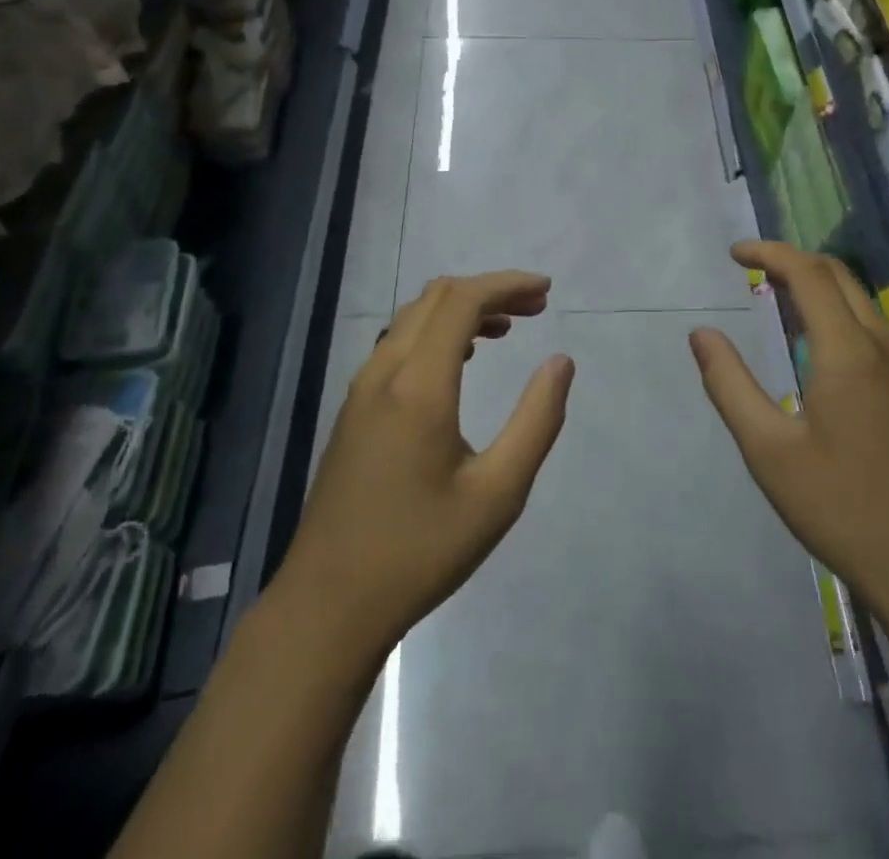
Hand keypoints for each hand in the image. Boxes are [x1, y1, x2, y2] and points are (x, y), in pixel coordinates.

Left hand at [276, 271, 575, 662]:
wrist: (328, 605)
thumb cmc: (420, 551)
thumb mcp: (497, 494)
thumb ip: (536, 421)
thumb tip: (560, 362)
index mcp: (419, 385)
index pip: (463, 300)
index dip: (506, 284)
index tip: (546, 290)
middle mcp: (385, 372)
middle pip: (436, 297)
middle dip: (489, 290)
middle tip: (535, 307)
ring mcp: (362, 389)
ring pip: (413, 318)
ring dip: (461, 309)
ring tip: (506, 329)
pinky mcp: (353, 410)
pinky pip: (397, 343)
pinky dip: (436, 332)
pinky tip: (460, 361)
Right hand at [690, 242, 888, 616]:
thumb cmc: (842, 507)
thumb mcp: (769, 450)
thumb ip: (730, 385)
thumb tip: (701, 334)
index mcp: (849, 352)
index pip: (809, 273)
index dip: (769, 253)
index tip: (734, 254)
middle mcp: (884, 345)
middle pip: (838, 275)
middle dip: (792, 260)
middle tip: (751, 269)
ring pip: (859, 299)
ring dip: (817, 284)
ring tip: (775, 296)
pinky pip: (872, 325)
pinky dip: (836, 310)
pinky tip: (814, 343)